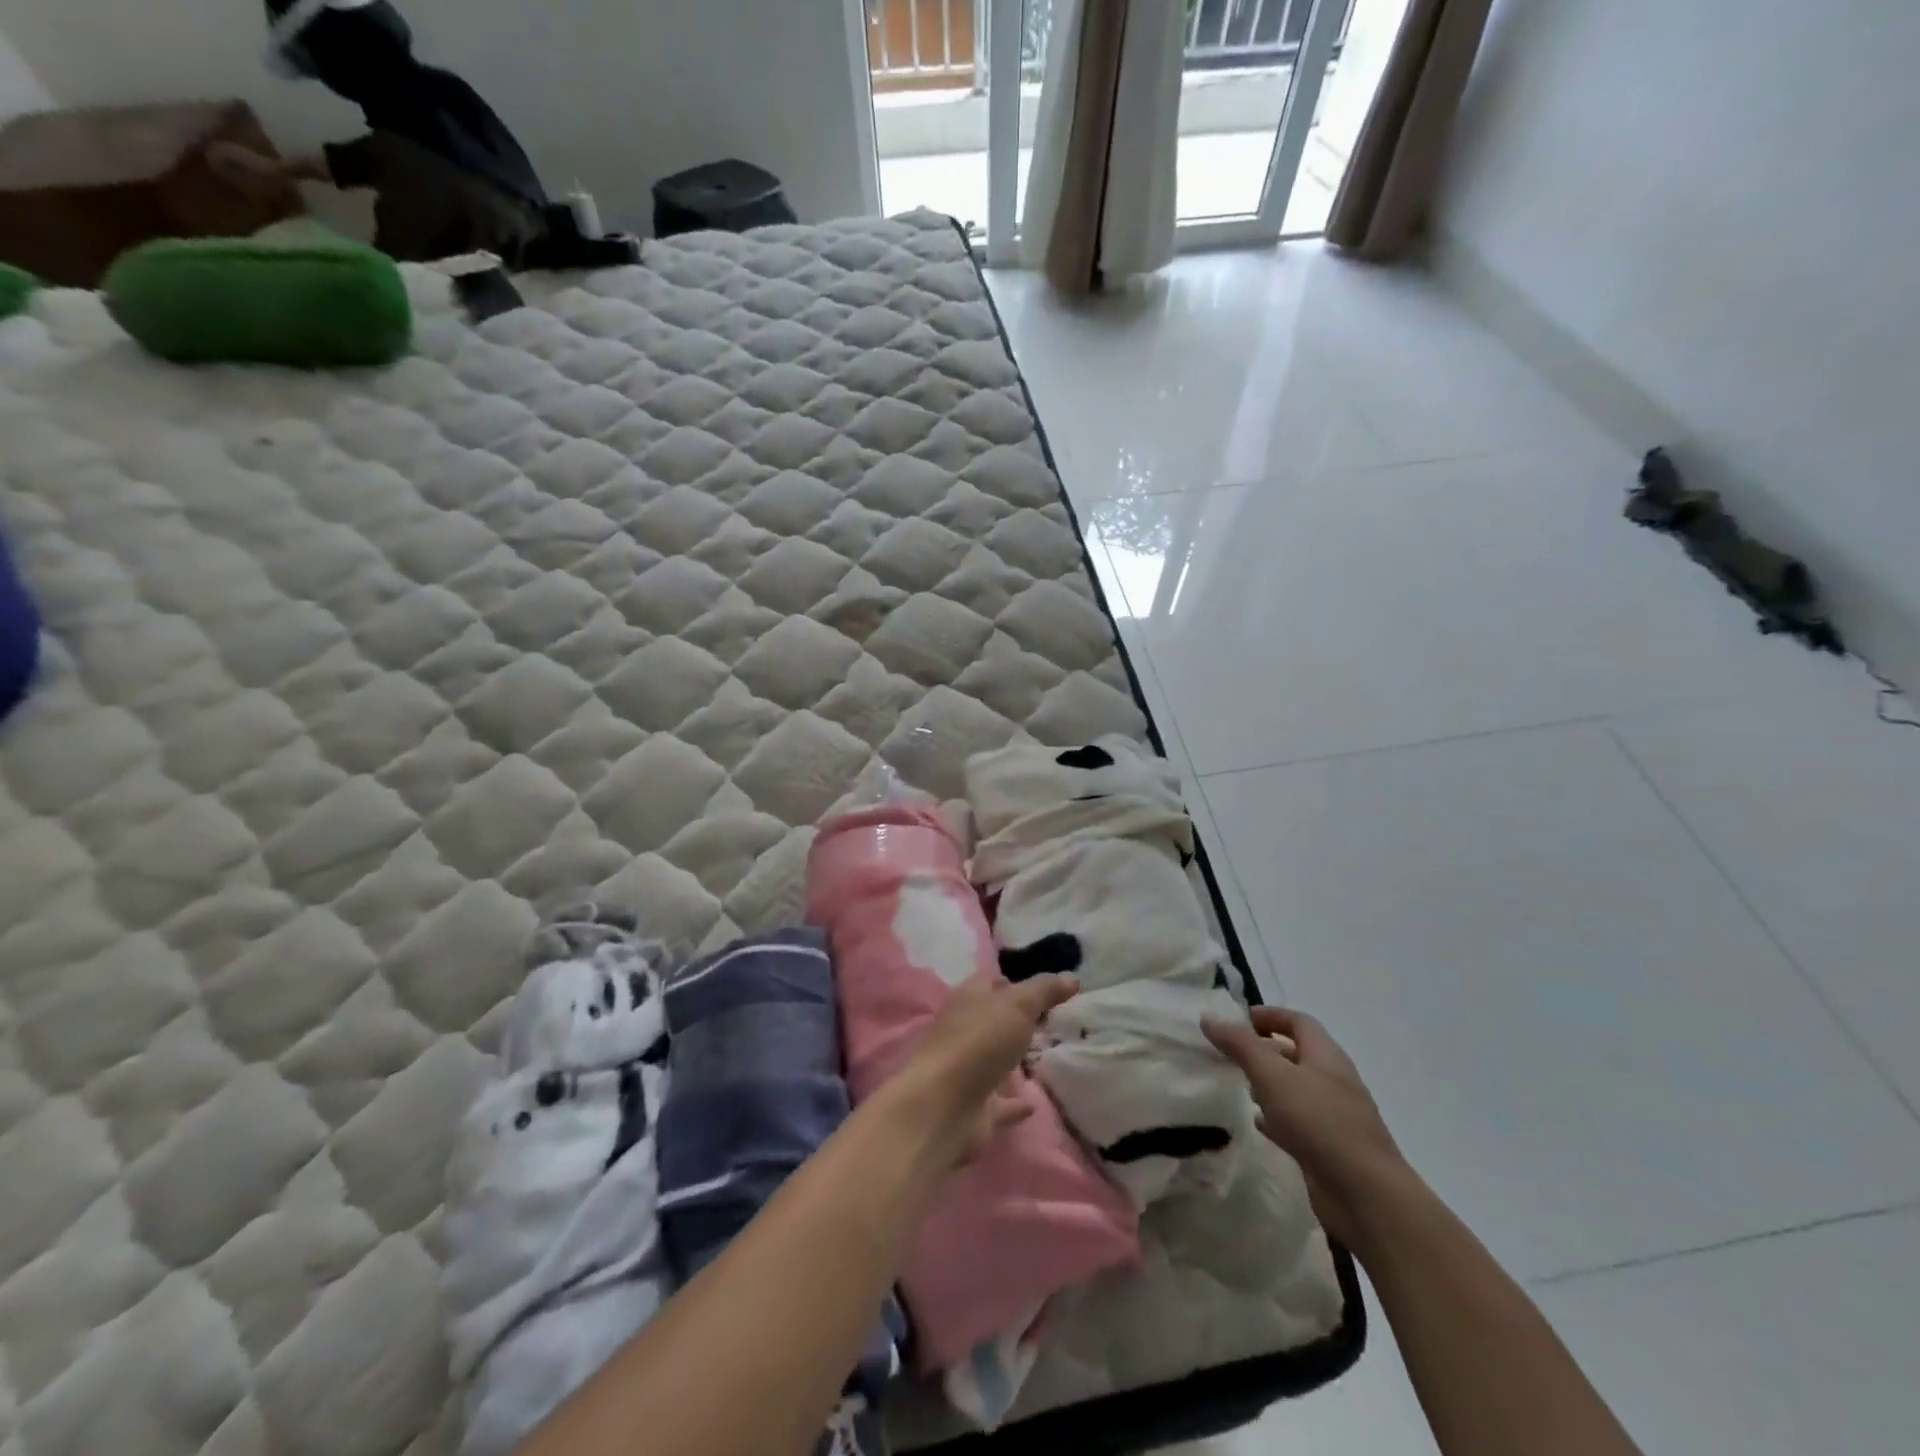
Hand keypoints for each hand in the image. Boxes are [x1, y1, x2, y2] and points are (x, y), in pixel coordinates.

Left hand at [894, 972, 1078, 1164]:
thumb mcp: (1018, 1004)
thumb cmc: (980, 1040)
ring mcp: (967, 1068)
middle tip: (1054, 1021)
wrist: (945, 1104)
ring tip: (1049, 1056)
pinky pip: (999, 1101)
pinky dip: (1014, 1102)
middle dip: (1019, 1019)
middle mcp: (965, 1029)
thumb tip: (1071, 977)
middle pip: (995, 1019)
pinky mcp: (974, 1105)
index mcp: (970, 998)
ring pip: (995, 1058)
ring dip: (1015, 1058)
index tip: (1046, 988)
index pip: (992, 981)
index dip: (1016, 981)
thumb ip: (1044, 991)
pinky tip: (1034, 1102)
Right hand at [1203, 1006, 1414, 1250]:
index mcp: (1326, 1056)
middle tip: (1230, 1052)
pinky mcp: (1329, 1148)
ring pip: (1295, 1089)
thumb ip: (1240, 1045)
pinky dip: (1276, 1116)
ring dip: (1268, 1083)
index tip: (1237, 1019)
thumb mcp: (1273, 1076)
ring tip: (1238, 1084)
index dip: (1269, 1015)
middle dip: (1264, 1049)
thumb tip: (1209, 1017)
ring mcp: (1334, 1117)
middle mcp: (1333, 1081)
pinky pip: (1298, 1122)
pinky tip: (1257, 1123)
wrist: (1366, 1196)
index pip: (1298, 1022)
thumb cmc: (1319, 1122)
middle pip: (1296, 1054)